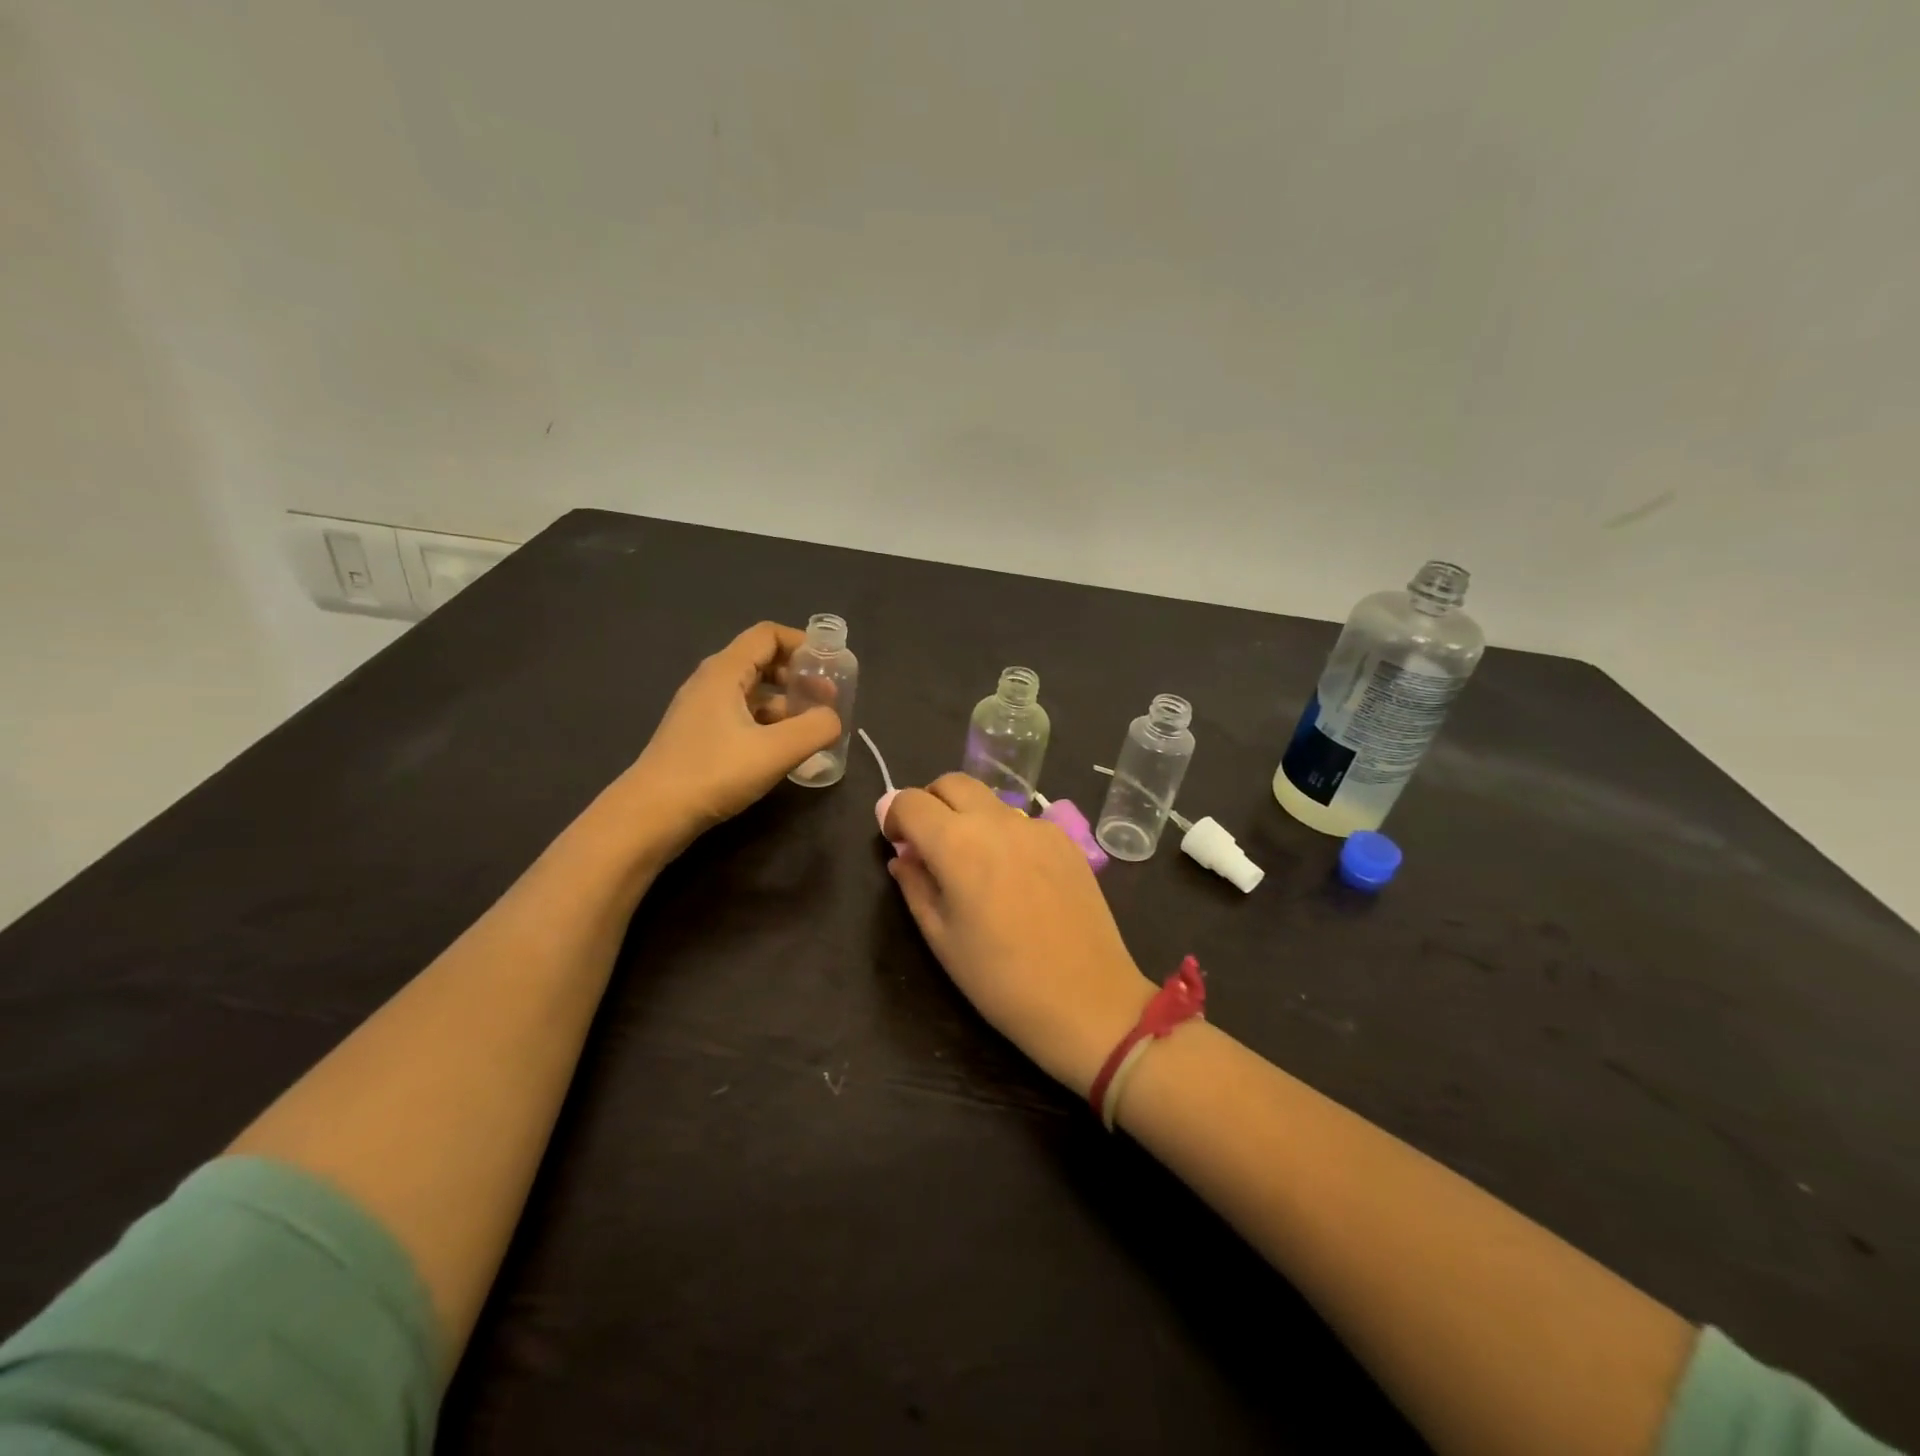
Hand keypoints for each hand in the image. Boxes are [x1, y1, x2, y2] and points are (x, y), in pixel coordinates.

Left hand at [621, 622, 841, 852]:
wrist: (652, 814)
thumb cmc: (714, 772)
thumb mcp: (776, 751)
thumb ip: (815, 729)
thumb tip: (833, 719)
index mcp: (725, 672)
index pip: (767, 635)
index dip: (802, 643)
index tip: (830, 665)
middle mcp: (710, 682)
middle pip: (761, 660)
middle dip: (798, 675)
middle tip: (826, 699)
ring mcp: (701, 709)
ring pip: (752, 691)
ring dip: (785, 702)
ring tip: (811, 727)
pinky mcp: (699, 735)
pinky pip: (741, 715)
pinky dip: (767, 722)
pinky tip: (783, 748)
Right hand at [884, 775, 1155, 1095]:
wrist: (1087, 1000)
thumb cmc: (1000, 979)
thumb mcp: (941, 938)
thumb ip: (915, 885)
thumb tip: (903, 856)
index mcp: (957, 843)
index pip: (910, 801)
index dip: (893, 816)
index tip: (896, 843)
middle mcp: (997, 820)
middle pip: (952, 783)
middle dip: (930, 803)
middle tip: (928, 843)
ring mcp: (1037, 826)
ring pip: (990, 800)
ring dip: (968, 817)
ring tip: (974, 866)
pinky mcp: (1066, 840)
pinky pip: (1022, 822)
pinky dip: (1004, 834)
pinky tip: (1015, 879)